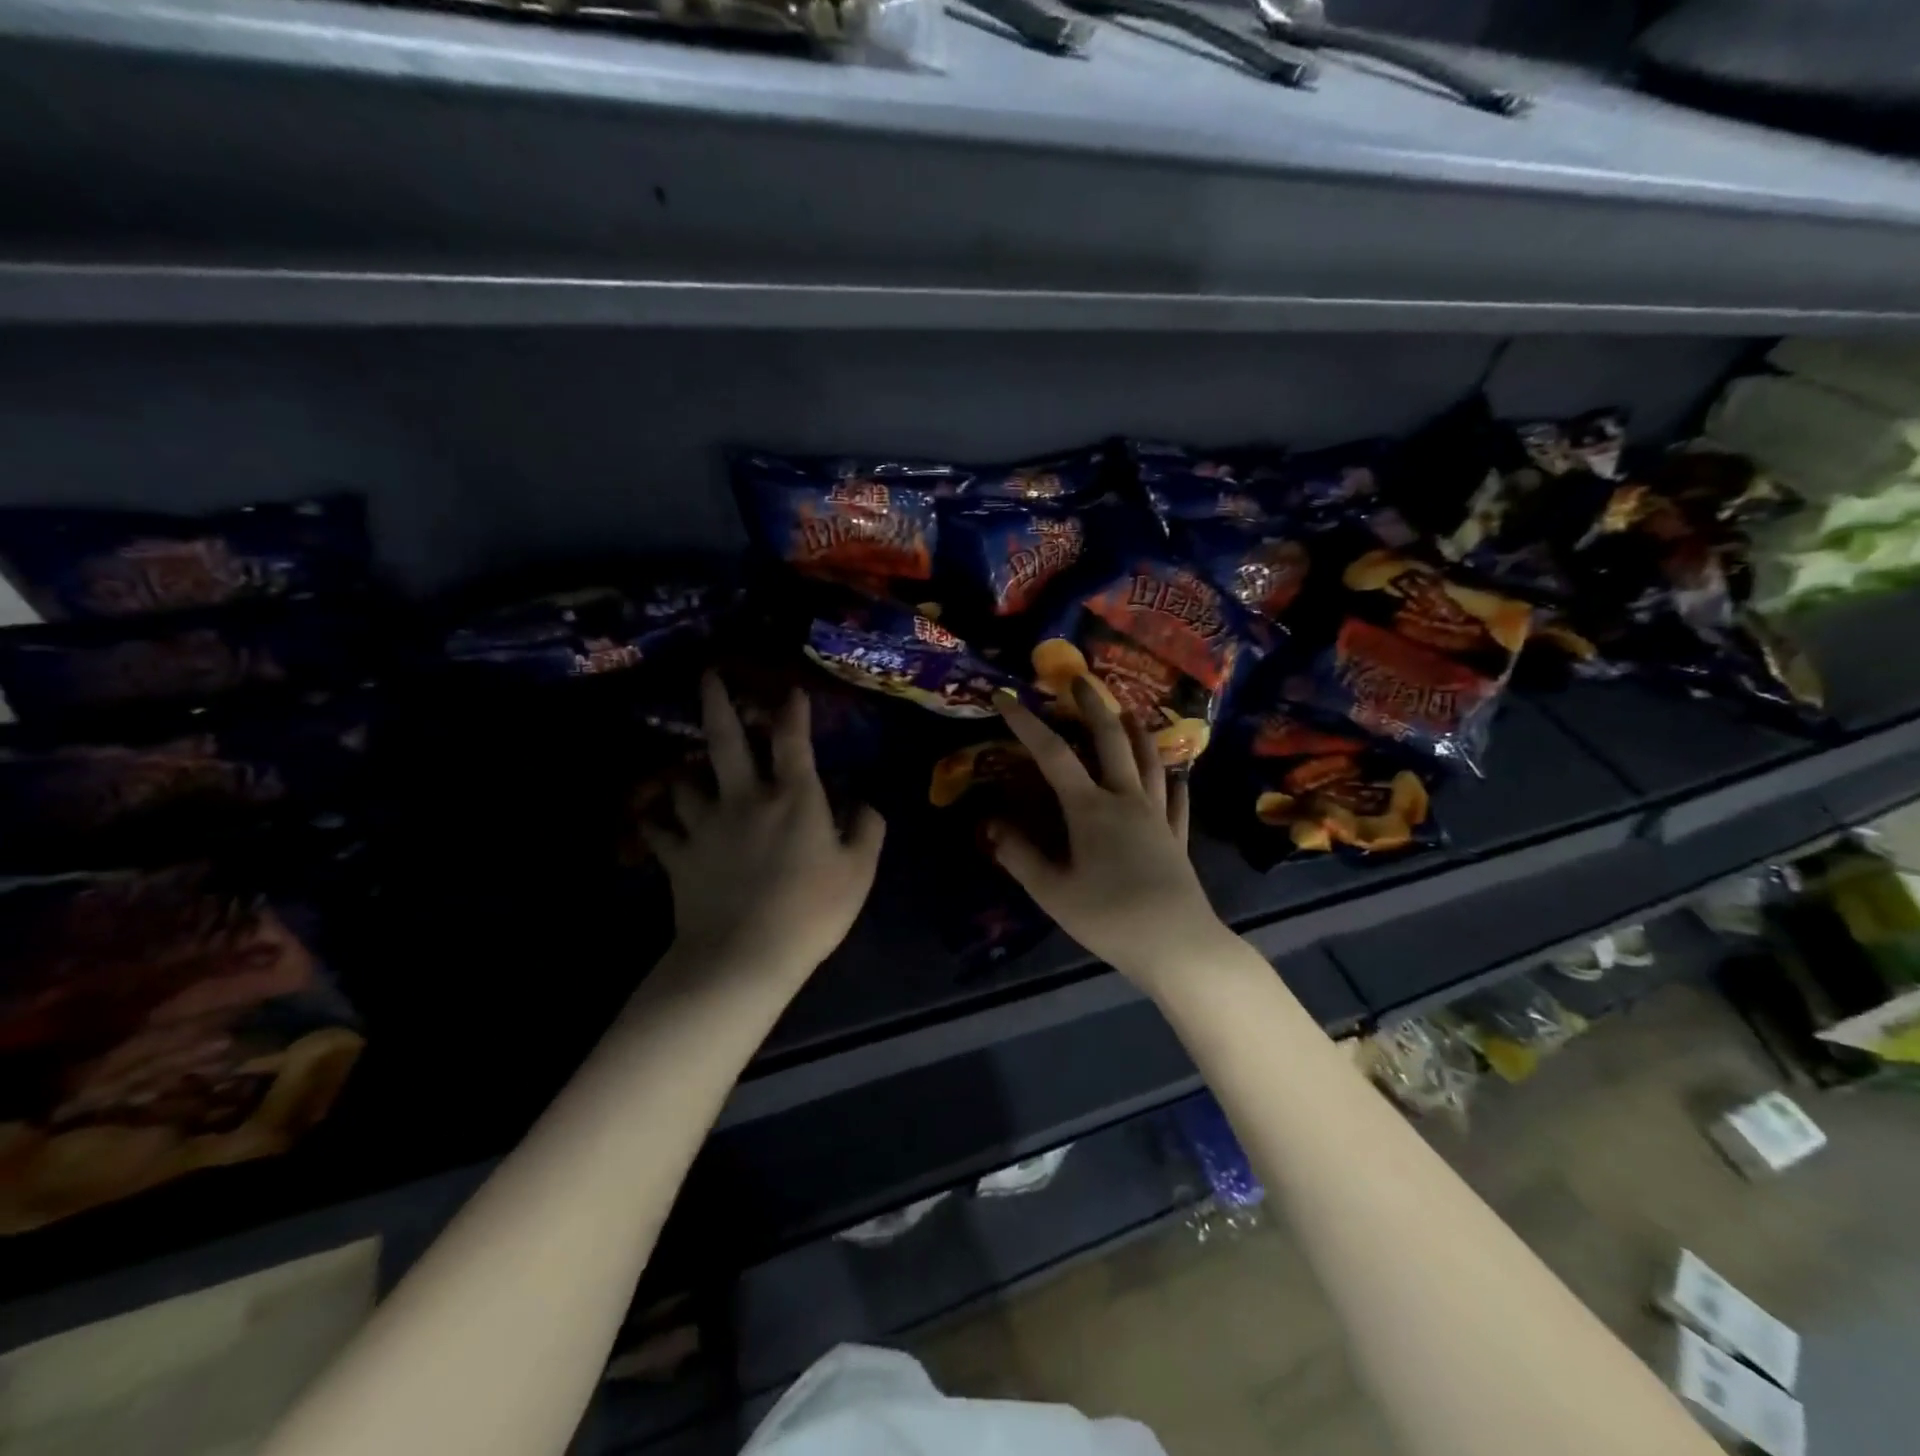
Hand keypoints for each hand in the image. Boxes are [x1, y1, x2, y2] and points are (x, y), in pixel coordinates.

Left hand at [640, 673, 884, 985]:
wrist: (744, 956)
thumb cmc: (811, 911)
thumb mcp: (860, 872)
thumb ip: (868, 829)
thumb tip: (865, 801)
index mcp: (793, 798)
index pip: (792, 740)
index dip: (792, 711)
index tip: (790, 690)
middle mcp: (745, 799)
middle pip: (725, 741)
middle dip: (717, 703)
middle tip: (707, 676)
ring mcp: (706, 826)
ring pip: (684, 782)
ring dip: (685, 771)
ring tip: (684, 768)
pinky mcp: (678, 857)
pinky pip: (658, 831)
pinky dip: (655, 822)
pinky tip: (651, 819)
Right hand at [988, 681, 1229, 986]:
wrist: (1177, 945)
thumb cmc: (1109, 917)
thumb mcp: (1053, 892)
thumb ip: (1020, 856)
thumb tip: (991, 824)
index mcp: (1091, 809)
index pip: (1052, 755)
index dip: (1026, 723)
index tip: (1005, 697)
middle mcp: (1126, 800)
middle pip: (1111, 741)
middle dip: (1093, 707)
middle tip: (1081, 681)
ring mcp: (1157, 816)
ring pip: (1150, 762)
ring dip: (1137, 732)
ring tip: (1129, 712)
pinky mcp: (1177, 838)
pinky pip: (1176, 801)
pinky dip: (1173, 783)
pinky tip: (1176, 777)